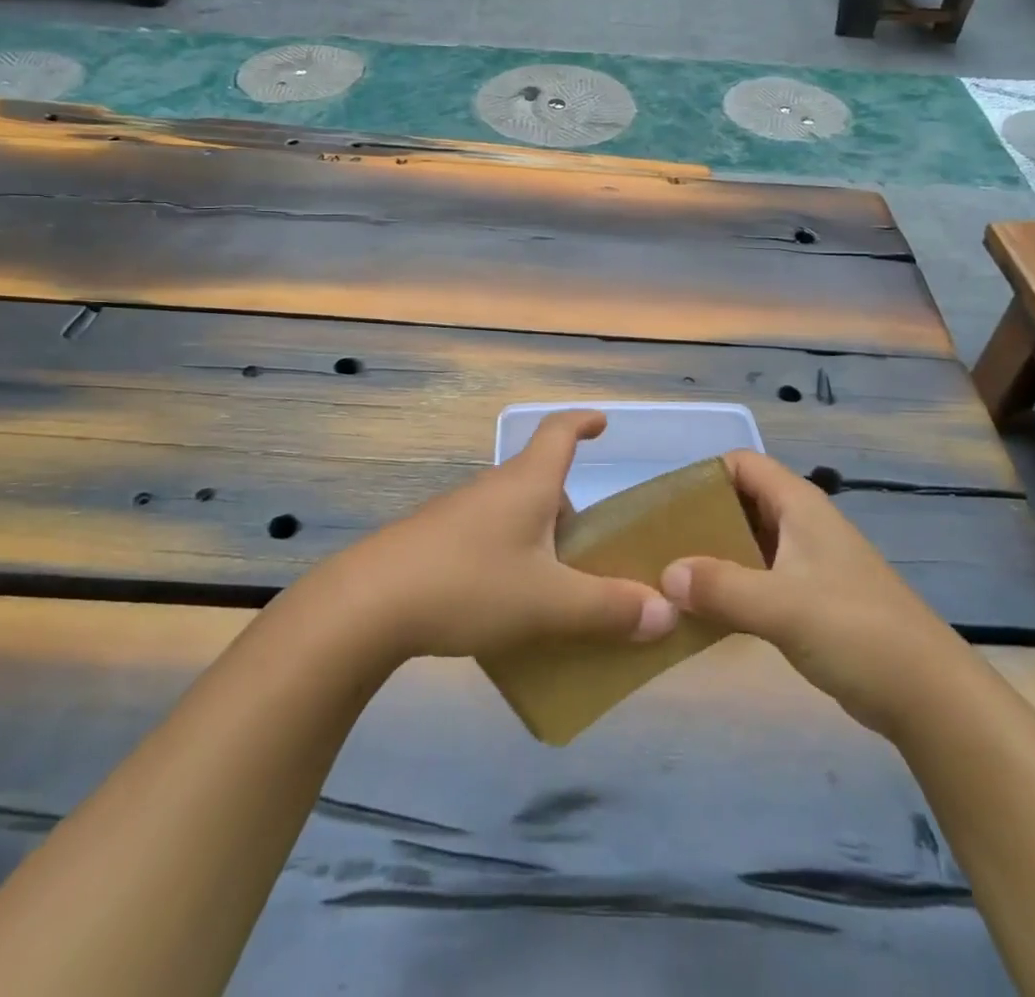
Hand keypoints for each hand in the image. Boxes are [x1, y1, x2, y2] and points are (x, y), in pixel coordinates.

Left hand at [326, 410, 678, 660]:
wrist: (368, 604)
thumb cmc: (469, 584)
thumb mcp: (549, 603)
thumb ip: (609, 609)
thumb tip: (667, 612)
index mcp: (527, 483)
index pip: (559, 431)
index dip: (583, 422)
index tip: (603, 423)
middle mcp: (494, 488)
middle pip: (542, 481)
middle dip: (571, 509)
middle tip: (594, 550)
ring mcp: (459, 513)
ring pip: (515, 514)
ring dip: (541, 539)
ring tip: (558, 588)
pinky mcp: (435, 542)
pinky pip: (488, 538)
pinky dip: (511, 558)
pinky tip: (508, 605)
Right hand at [660, 450, 969, 738]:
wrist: (930, 696)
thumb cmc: (856, 631)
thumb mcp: (782, 606)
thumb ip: (720, 587)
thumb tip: (664, 576)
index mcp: (799, 505)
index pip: (741, 464)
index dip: (703, 475)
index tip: (664, 506)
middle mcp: (801, 524)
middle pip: (740, 501)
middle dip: (699, 518)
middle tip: (658, 545)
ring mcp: (808, 562)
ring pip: (748, 542)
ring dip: (713, 556)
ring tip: (671, 578)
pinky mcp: (811, 598)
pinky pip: (759, 577)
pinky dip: (731, 586)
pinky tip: (705, 611)